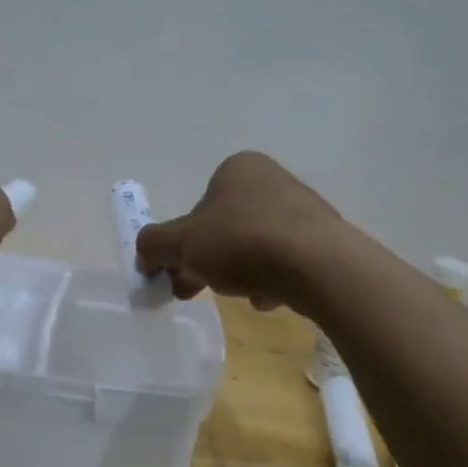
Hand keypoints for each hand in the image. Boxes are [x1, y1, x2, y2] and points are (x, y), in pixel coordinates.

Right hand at [134, 152, 345, 311]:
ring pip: (253, 246)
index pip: (198, 208)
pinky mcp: (323, 239)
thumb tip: (143, 255)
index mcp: (236, 168)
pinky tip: (270, 298)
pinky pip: (283, 261)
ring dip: (238, 272)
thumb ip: (153, 246)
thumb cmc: (242, 243)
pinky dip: (271, 279)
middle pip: (224, 228)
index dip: (182, 244)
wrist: (318, 265)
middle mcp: (271, 179)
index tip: (177, 274)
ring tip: (239, 295)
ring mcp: (302, 209)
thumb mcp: (182, 244)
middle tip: (194, 291)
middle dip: (206, 262)